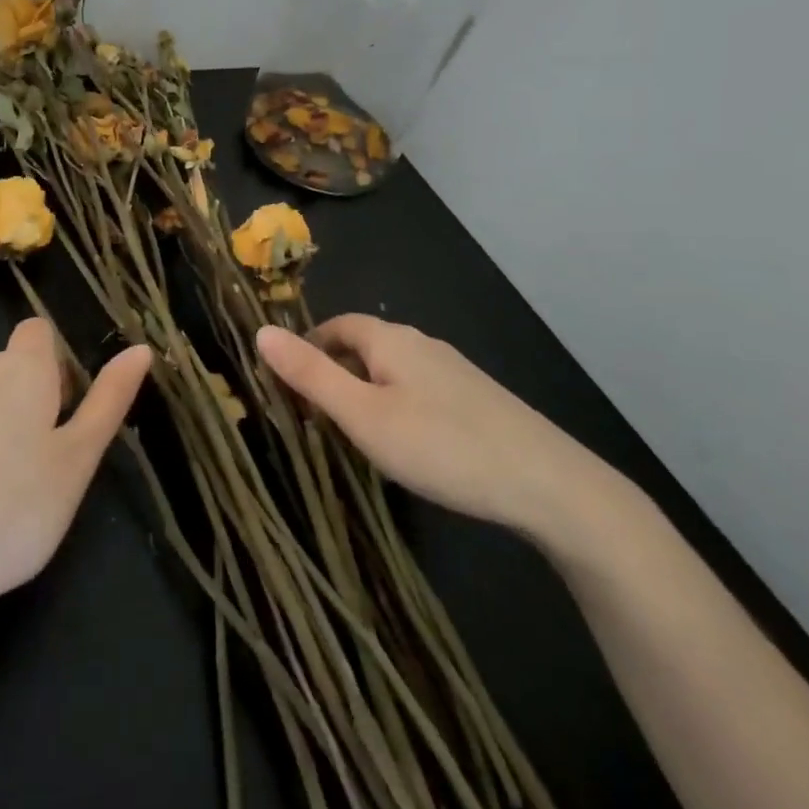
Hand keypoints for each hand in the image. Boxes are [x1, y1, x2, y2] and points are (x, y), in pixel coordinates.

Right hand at [257, 315, 613, 535]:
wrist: (547, 483)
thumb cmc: (441, 445)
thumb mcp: (363, 416)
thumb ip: (311, 375)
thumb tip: (261, 331)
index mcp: (392, 340)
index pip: (337, 325)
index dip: (308, 348)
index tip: (288, 386)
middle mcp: (423, 345)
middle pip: (364, 346)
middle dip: (334, 372)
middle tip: (314, 418)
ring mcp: (455, 372)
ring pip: (393, 371)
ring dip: (364, 392)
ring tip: (353, 436)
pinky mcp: (477, 399)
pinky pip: (419, 390)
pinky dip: (396, 406)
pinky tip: (405, 445)